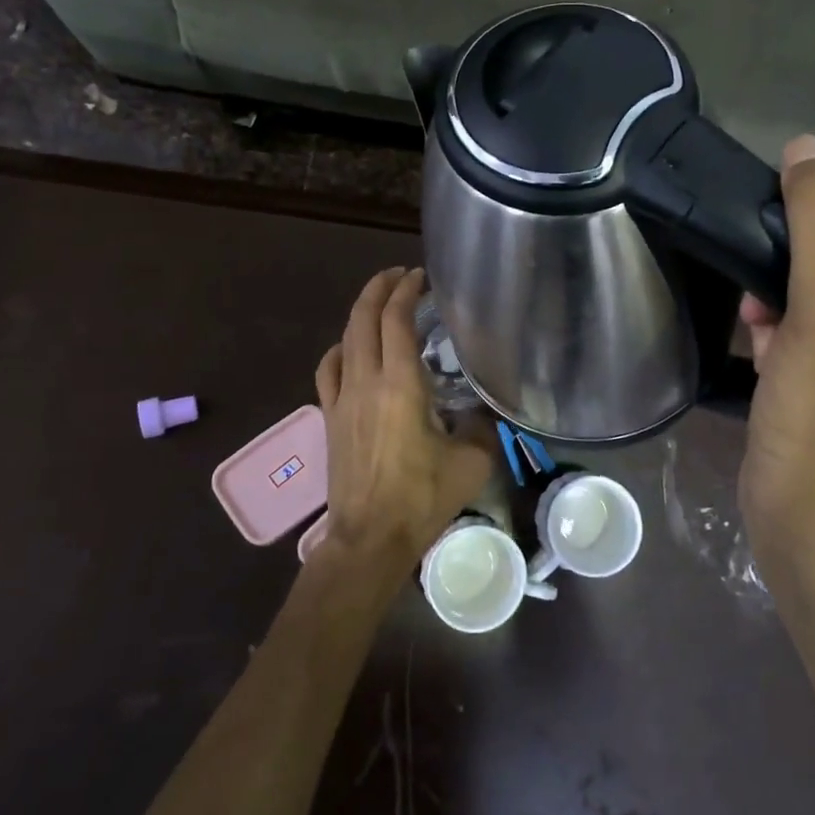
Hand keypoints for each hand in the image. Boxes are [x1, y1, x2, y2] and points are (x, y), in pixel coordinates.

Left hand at [315, 268, 492, 565]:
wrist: (369, 538)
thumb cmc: (422, 498)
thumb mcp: (472, 461)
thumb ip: (482, 426)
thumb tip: (486, 411)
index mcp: (400, 384)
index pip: (396, 320)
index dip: (406, 291)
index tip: (420, 276)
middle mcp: (365, 381)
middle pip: (363, 318)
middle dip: (379, 289)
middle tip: (400, 275)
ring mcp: (341, 399)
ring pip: (344, 339)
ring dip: (360, 313)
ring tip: (379, 304)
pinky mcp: (330, 418)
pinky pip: (328, 370)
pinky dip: (340, 349)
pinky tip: (350, 350)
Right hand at [737, 137, 814, 572]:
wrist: (802, 512)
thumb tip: (806, 145)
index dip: (803, 260)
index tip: (774, 297)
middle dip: (787, 291)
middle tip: (765, 324)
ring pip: (810, 300)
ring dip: (774, 313)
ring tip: (762, 343)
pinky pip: (803, 331)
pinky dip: (775, 337)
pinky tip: (761, 358)